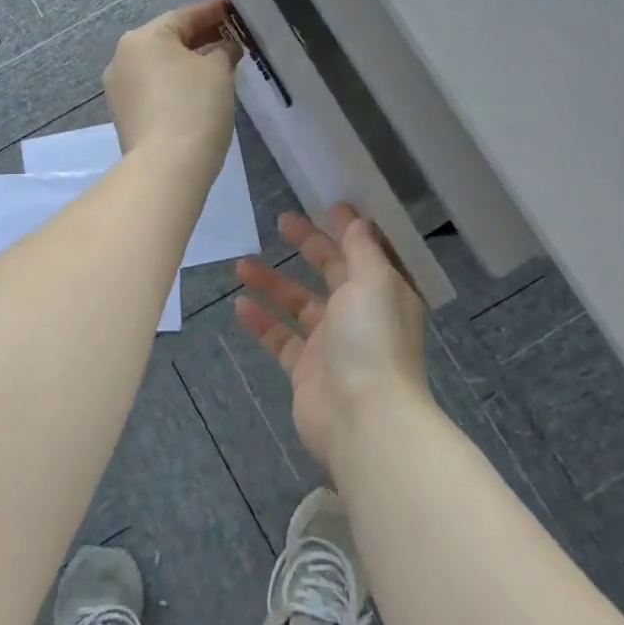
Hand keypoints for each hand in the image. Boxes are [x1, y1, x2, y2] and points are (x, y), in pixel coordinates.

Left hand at [104, 0, 240, 177]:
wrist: (166, 167)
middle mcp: (122, 58)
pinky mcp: (123, 115)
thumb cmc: (194, 107)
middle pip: (167, 40)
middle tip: (229, 37)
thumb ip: (223, 51)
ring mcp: (119, 89)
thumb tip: (224, 48)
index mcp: (142, 38)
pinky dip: (174, 84)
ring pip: (159, 66)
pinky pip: (153, 88)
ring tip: (217, 65)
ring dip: (186, 63)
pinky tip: (197, 90)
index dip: (211, 12)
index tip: (231, 10)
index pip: (183, 16)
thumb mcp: (218, 71)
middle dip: (199, 38)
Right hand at [235, 205, 428, 472]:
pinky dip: (262, 322)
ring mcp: (331, 344)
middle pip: (331, 272)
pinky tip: (240, 306)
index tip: (328, 204)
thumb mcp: (373, 281)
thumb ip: (362, 249)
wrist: (362, 419)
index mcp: (383, 292)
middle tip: (282, 221)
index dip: (349, 228)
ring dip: (274, 283)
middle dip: (309, 246)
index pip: (365, 251)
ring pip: (299, 304)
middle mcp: (360, 314)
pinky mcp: (306, 370)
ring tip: (241, 265)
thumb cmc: (372, 340)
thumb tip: (359, 220)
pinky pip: (280, 338)